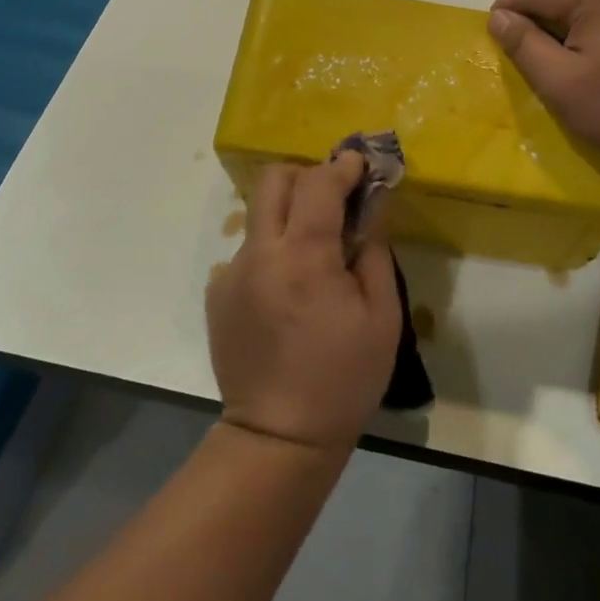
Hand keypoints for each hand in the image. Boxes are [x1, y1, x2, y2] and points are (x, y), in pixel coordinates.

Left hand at [207, 154, 402, 455]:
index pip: (319, 184)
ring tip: (314, 254)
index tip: (360, 162)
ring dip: (289, 216)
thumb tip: (369, 212)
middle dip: (306, 175)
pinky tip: (289, 292)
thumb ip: (374, 253)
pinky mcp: (218, 294)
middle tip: (333, 197)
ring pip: (259, 215)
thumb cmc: (343, 379)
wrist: (278, 438)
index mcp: (305, 258)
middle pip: (272, 180)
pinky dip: (273, 253)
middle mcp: (261, 254)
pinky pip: (249, 252)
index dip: (342, 165)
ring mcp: (232, 273)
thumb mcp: (382, 318)